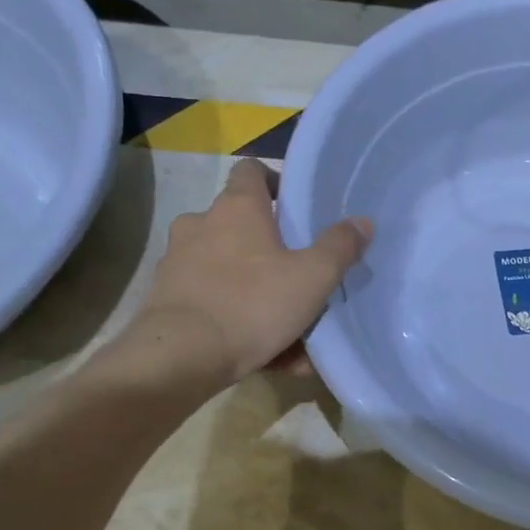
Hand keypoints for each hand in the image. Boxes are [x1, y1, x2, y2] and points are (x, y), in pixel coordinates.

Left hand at [105, 159, 371, 387]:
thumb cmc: (251, 304)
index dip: (274, 182)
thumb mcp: (312, 278)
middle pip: (241, 225)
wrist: (179, 358)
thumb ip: (339, 248)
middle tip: (300, 274)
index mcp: (236, 208)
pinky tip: (268, 356)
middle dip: (270, 248)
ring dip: (259, 291)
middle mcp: (201, 226)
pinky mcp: (166, 300)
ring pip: (229, 270)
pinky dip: (239, 321)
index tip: (295, 206)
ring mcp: (178, 263)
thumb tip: (362, 222)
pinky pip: (215, 303)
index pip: (251, 171)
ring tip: (291, 329)